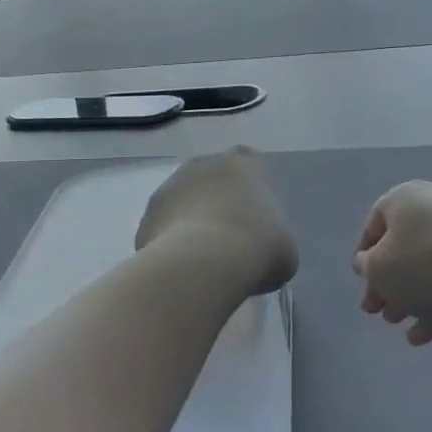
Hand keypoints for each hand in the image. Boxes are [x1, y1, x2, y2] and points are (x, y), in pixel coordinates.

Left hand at [136, 149, 298, 296]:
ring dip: (190, 221)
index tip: (253, 214)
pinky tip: (181, 269)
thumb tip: (263, 248)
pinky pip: (163, 229)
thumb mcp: (285, 248)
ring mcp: (169, 188)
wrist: (202, 265)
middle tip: (228, 237)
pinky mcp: (146, 217)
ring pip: (183, 202)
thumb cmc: (256, 248)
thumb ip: (272, 236)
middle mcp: (203, 165)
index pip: (247, 162)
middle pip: (210, 179)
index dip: (249, 186)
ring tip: (202, 259)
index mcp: (242, 164)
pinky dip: (170, 245)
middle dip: (216, 201)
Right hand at [354, 181, 431, 345]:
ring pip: (426, 267)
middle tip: (375, 311)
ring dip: (408, 295)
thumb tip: (367, 261)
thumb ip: (367, 266)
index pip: (375, 222)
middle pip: (401, 247)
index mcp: (406, 198)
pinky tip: (421, 336)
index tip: (361, 281)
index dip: (364, 254)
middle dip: (386, 281)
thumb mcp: (380, 268)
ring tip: (397, 323)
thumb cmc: (428, 266)